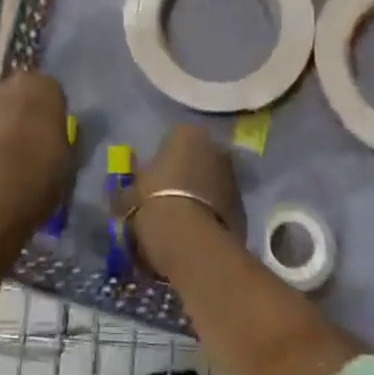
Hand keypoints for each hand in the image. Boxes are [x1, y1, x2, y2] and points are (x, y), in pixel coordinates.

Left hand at [0, 71, 72, 194]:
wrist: (0, 181)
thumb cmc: (46, 163)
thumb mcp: (69, 153)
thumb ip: (63, 138)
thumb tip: (57, 138)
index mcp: (45, 85)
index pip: (51, 92)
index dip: (51, 114)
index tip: (52, 134)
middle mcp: (13, 84)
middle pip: (21, 96)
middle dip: (24, 114)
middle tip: (30, 143)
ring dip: (2, 125)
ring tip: (7, 157)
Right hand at [119, 124, 244, 267]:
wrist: (189, 241)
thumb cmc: (153, 203)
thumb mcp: (130, 192)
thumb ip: (134, 182)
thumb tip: (132, 185)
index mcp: (187, 133)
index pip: (173, 139)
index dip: (162, 160)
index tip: (152, 180)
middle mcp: (215, 147)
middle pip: (197, 158)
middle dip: (186, 174)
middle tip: (167, 198)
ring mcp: (233, 176)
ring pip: (212, 181)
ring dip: (201, 194)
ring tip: (182, 219)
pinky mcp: (243, 206)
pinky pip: (222, 205)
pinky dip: (212, 214)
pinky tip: (196, 233)